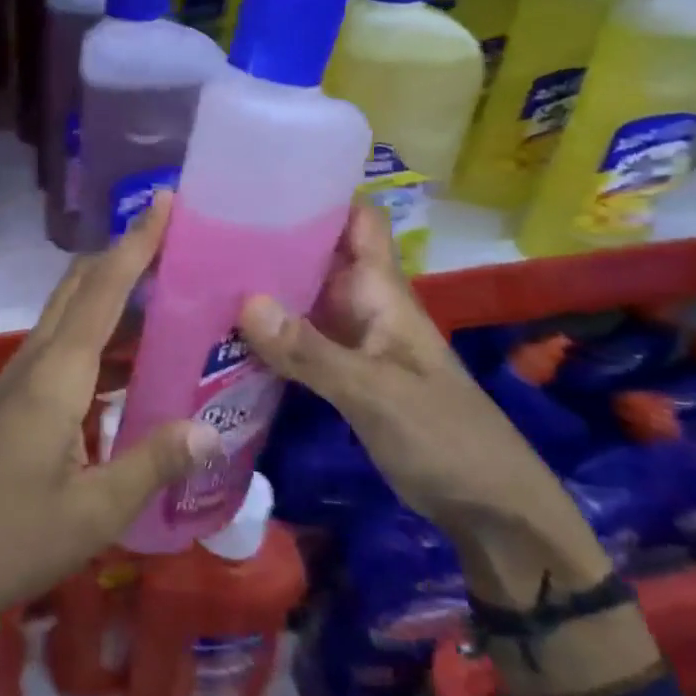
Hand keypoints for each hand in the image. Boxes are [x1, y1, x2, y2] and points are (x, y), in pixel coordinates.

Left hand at [0, 195, 221, 637]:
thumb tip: (211, 429)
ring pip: (65, 315)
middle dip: (121, 255)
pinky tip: (124, 362)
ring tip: (162, 292)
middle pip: (78, 287)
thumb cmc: (10, 539)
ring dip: (107, 292)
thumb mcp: (95, 511)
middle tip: (173, 241)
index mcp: (57, 376)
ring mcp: (16, 382)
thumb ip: (153, 463)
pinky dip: (94, 332)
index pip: (103, 290)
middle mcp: (34, 363)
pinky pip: (59, 347)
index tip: (164, 203)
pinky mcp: (11, 404)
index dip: (135, 244)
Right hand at [234, 203, 578, 549]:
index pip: (357, 221)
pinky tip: (229, 336)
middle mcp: (365, 307)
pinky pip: (301, 342)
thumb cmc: (445, 438)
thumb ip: (311, 351)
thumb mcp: (375, 393)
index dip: (320, 194)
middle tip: (208, 231)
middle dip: (273, 240)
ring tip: (203, 276)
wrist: (492, 511)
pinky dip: (270, 335)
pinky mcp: (345, 377)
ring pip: (305, 300)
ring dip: (265, 289)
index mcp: (383, 293)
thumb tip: (244, 302)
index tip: (263, 183)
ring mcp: (354, 343)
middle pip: (319, 256)